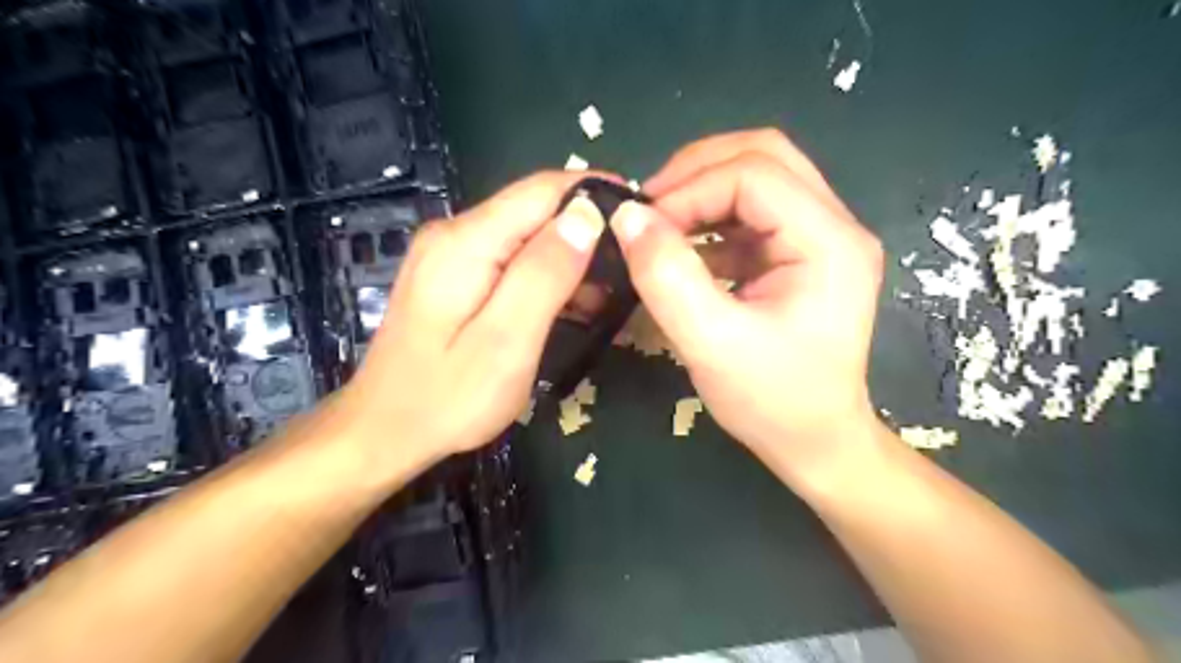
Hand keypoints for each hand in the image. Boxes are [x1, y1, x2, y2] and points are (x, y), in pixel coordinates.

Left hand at [342, 171, 608, 465]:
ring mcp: (450, 254)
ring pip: (526, 233)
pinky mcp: (453, 276)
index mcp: (466, 242)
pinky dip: (547, 272)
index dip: (595, 193)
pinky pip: (511, 258)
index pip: (543, 190)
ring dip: (571, 253)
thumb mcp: (507, 340)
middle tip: (633, 260)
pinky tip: (573, 301)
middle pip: (534, 208)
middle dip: (588, 224)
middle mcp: (454, 233)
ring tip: (613, 287)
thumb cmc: (448, 398)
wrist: (384, 431)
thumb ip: (545, 274)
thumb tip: (587, 215)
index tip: (642, 212)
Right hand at [614, 129, 880, 478]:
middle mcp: (835, 226)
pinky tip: (682, 247)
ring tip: (659, 224)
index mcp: (830, 243)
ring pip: (756, 178)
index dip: (690, 189)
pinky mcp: (798, 254)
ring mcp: (820, 238)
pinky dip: (710, 219)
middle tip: (648, 208)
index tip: (641, 225)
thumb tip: (628, 217)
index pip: (755, 174)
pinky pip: (750, 213)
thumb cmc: (773, 403)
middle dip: (696, 172)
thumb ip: (667, 277)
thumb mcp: (711, 344)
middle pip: (763, 157)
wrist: (816, 443)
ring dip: (701, 192)